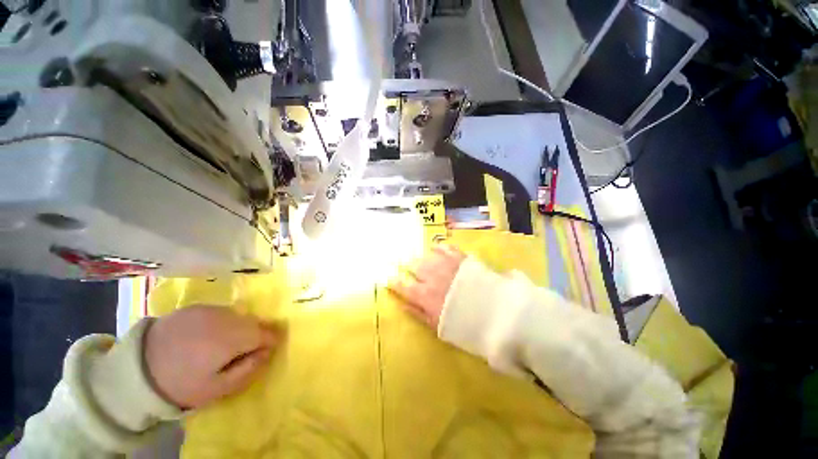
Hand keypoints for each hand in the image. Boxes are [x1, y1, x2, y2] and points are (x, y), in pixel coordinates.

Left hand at [144, 306, 282, 408]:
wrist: (136, 370)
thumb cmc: (181, 384)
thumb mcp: (218, 388)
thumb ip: (248, 369)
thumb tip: (267, 352)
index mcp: (233, 338)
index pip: (266, 333)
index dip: (270, 342)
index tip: (265, 352)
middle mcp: (227, 318)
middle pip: (254, 322)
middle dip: (255, 334)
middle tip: (242, 351)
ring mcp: (210, 310)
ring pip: (238, 316)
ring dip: (239, 328)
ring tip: (223, 344)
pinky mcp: (195, 307)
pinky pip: (220, 313)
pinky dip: (222, 322)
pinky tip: (206, 336)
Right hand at [389, 245, 466, 329]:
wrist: (497, 313)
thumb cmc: (465, 324)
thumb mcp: (438, 326)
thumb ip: (418, 313)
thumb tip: (402, 305)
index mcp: (424, 295)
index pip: (402, 285)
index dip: (396, 283)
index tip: (393, 281)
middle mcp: (431, 276)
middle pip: (414, 266)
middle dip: (413, 270)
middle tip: (418, 274)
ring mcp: (445, 264)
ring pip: (426, 255)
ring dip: (426, 260)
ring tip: (430, 264)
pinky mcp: (459, 257)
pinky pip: (444, 247)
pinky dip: (439, 248)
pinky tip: (439, 250)